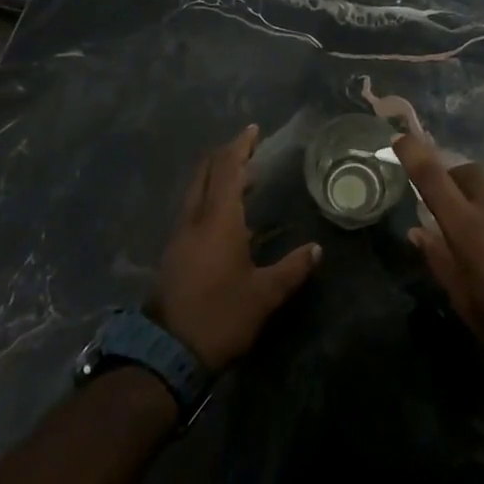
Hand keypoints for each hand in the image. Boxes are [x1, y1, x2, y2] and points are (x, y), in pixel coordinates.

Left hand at [149, 125, 321, 370]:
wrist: (168, 352)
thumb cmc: (221, 315)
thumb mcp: (264, 294)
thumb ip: (291, 269)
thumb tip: (316, 249)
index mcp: (218, 219)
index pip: (228, 169)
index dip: (240, 147)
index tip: (253, 131)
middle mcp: (195, 218)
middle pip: (206, 173)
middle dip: (225, 156)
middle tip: (249, 148)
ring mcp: (180, 235)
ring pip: (196, 190)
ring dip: (217, 176)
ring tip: (244, 177)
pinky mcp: (174, 252)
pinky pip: (193, 208)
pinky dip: (210, 196)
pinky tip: (226, 213)